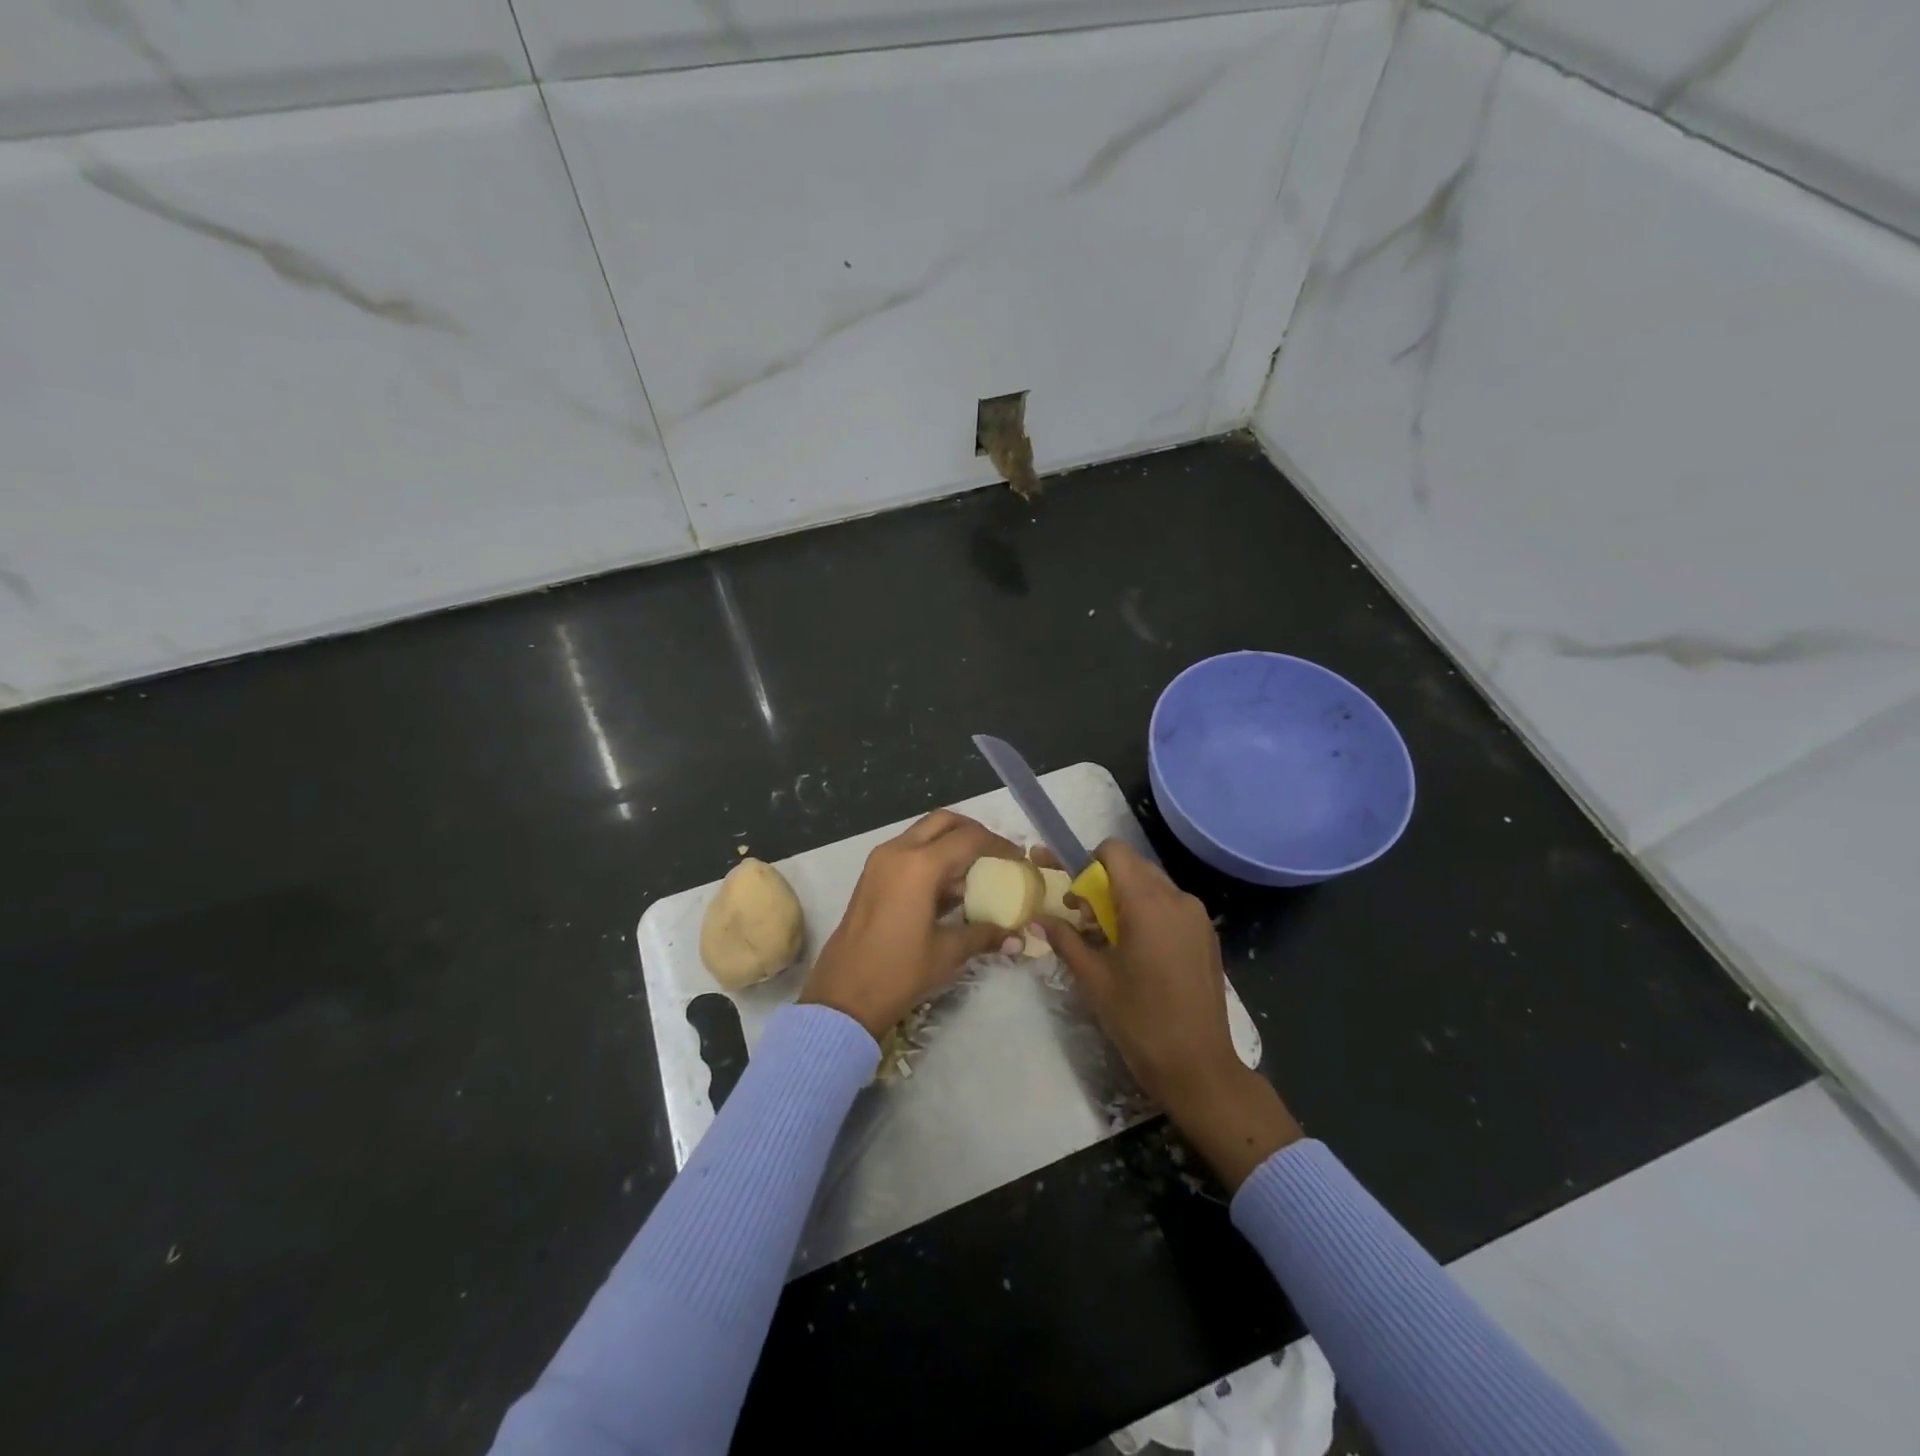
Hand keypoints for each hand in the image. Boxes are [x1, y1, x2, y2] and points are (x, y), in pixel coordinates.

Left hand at [799, 810, 1023, 1039]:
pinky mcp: (871, 875)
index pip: (969, 838)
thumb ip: (984, 935)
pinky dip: (931, 858)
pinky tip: (949, 890)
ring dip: (951, 845)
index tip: (1019, 859)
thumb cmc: (898, 973)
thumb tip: (1016, 937)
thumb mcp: (947, 953)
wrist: (842, 997)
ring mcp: (880, 861)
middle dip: (973, 832)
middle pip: (943, 822)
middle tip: (996, 854)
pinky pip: (908, 851)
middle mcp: (898, 851)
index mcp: (919, 865)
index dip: (999, 845)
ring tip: (977, 874)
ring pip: (923, 834)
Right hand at [1043, 840, 1300, 1188]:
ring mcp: (1197, 916)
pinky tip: (1139, 952)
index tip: (1075, 895)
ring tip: (1111, 939)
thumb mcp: (1093, 979)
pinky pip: (1171, 906)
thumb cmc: (1139, 1020)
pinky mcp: (1207, 935)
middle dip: (1104, 882)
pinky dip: (1149, 913)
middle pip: (1134, 866)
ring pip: (1153, 885)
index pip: (1114, 851)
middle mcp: (1177, 898)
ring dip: (1126, 898)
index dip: (1088, 862)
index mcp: (1147, 903)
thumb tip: (1039, 919)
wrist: (1198, 1066)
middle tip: (1085, 919)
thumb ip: (1065, 939)